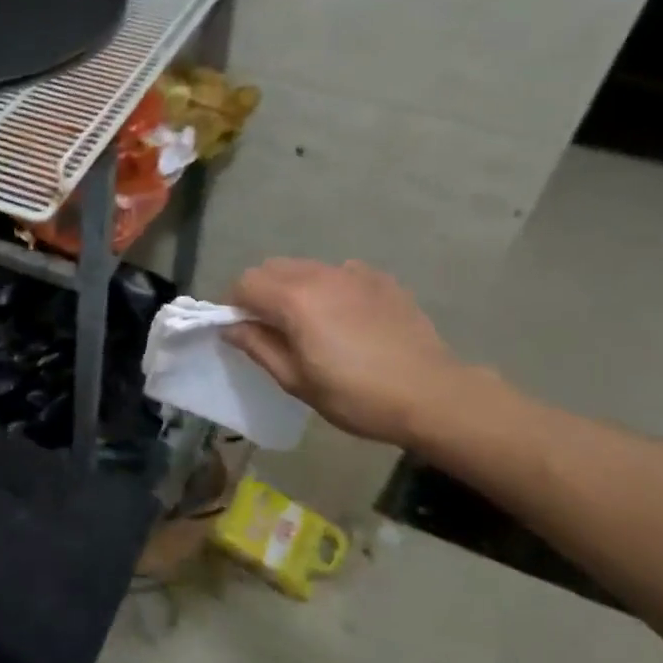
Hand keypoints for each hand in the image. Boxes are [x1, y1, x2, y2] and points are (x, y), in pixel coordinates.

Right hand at [223, 258, 467, 447]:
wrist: (432, 395)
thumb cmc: (356, 395)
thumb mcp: (296, 381)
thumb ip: (258, 347)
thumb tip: (231, 327)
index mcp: (294, 299)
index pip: (244, 283)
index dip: (233, 304)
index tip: (239, 330)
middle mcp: (320, 275)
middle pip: (271, 268)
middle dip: (260, 292)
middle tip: (269, 327)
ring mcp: (353, 273)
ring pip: (305, 267)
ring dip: (292, 287)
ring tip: (307, 322)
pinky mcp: (380, 279)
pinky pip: (339, 272)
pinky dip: (327, 287)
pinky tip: (343, 316)